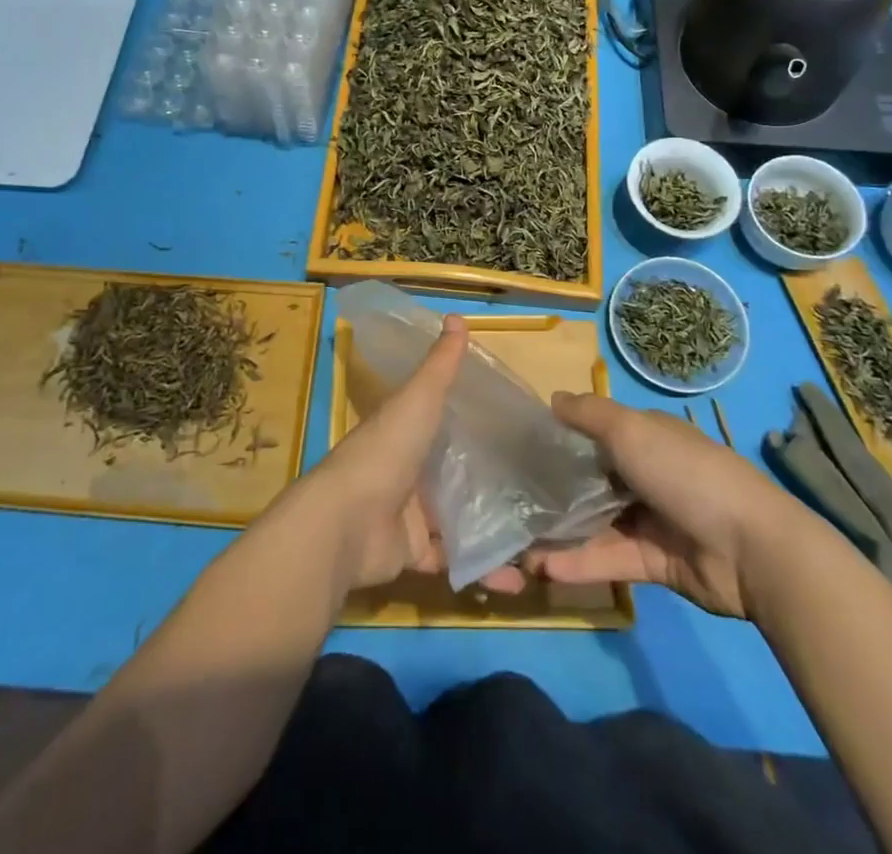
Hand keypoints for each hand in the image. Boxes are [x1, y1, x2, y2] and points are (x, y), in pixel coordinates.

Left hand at [303, 316, 524, 593]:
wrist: (347, 523)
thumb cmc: (385, 452)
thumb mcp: (418, 400)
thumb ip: (440, 365)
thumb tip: (456, 316)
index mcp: (407, 431)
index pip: (446, 422)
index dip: (478, 423)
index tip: (522, 428)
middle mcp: (409, 470)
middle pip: (457, 473)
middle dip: (495, 481)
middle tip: (545, 486)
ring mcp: (412, 514)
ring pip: (461, 519)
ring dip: (495, 528)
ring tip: (542, 534)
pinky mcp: (414, 554)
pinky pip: (455, 560)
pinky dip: (483, 569)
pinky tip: (519, 576)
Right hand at [525, 394, 807, 618]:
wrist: (751, 548)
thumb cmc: (684, 472)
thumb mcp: (631, 429)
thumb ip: (589, 414)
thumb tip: (553, 399)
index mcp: (645, 437)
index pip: (595, 432)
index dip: (561, 437)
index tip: (521, 447)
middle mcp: (645, 474)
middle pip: (592, 479)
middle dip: (554, 489)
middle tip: (509, 501)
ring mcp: (650, 520)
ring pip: (595, 523)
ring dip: (559, 533)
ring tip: (515, 543)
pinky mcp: (653, 562)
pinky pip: (608, 559)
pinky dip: (578, 564)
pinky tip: (541, 568)